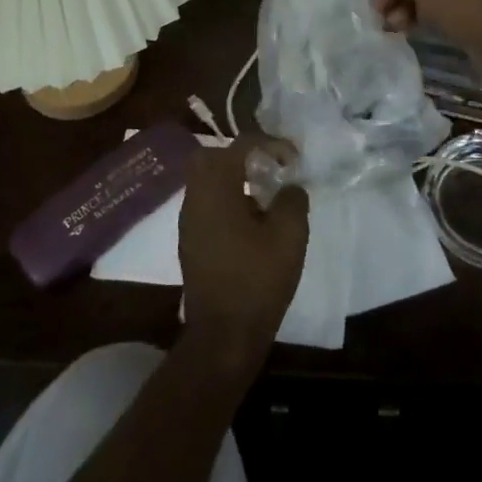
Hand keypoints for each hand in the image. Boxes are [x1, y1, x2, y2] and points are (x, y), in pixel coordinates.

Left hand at [178, 140, 308, 367]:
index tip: (293, 160)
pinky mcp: (190, 242)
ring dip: (233, 179)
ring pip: (207, 182)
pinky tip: (250, 223)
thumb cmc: (256, 280)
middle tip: (269, 169)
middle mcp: (195, 197)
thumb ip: (292, 200)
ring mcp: (188, 221)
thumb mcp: (289, 235)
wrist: (223, 337)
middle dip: (242, 156)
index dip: (270, 144)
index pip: (241, 145)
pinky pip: (206, 204)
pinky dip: (226, 201)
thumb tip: (289, 187)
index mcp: (215, 187)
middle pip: (213, 157)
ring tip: (264, 196)